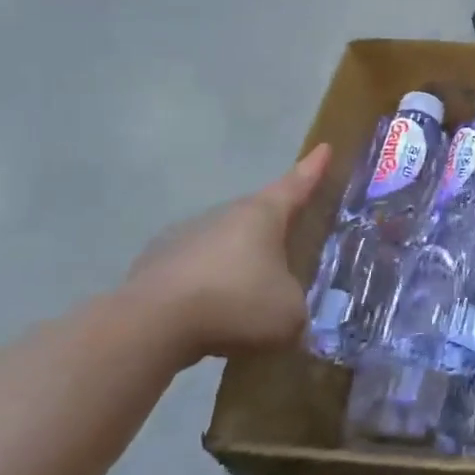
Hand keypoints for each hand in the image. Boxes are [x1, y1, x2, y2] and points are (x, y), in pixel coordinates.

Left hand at [124, 146, 331, 360]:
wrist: (150, 326)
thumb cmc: (236, 303)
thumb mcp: (289, 314)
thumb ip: (297, 309)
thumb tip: (291, 314)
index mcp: (263, 214)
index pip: (296, 184)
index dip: (313, 168)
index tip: (324, 148)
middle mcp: (224, 216)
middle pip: (258, 216)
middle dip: (275, 228)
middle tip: (292, 242)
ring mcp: (184, 238)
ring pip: (223, 245)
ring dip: (238, 263)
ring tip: (250, 296)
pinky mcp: (154, 267)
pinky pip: (194, 273)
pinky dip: (207, 288)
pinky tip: (211, 316)